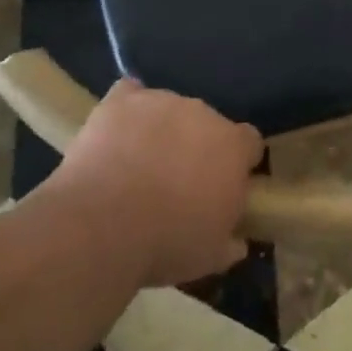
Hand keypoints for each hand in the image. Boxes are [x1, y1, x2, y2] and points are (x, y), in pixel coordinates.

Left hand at [49, 79, 263, 287]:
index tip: (223, 186)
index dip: (238, 162)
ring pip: (169, 109)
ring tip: (138, 165)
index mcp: (232, 147)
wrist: (103, 224)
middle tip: (177, 182)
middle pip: (207, 123)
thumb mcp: (209, 256)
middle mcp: (202, 112)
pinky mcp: (122, 100)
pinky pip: (130, 94)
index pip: (248, 142)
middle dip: (196, 146)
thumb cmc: (166, 242)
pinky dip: (127, 110)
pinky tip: (118, 132)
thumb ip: (229, 241)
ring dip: (162, 129)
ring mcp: (160, 100)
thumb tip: (237, 241)